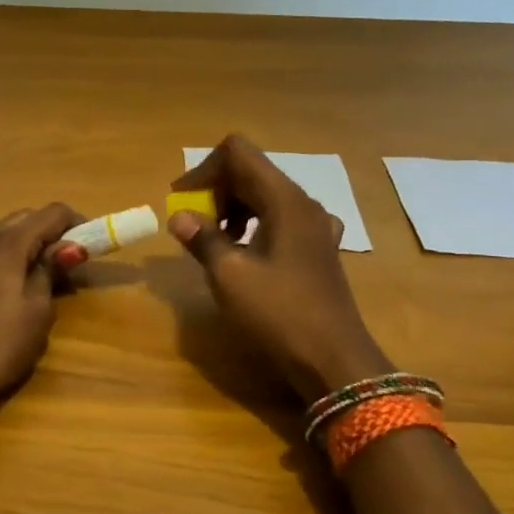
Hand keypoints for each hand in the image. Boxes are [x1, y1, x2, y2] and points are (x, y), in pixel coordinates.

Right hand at [169, 135, 390, 402]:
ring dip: (232, 209)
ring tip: (213, 242)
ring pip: (265, 196)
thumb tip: (179, 216)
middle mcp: (304, 204)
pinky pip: (279, 220)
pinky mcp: (316, 250)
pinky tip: (242, 255)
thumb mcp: (230, 276)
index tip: (182, 201)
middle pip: (252, 172)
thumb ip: (202, 239)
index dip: (204, 169)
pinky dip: (253, 225)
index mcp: (284, 200)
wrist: (334, 360)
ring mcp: (315, 227)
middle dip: (216, 190)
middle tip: (192, 225)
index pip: (238, 153)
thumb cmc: (279, 313)